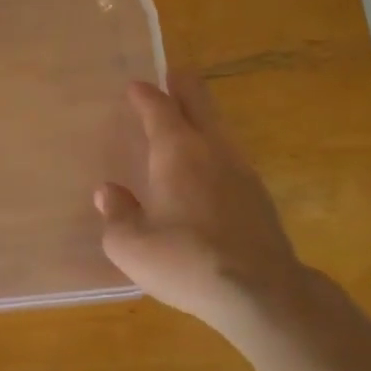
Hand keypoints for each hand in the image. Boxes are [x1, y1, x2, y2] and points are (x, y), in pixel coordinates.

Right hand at [95, 71, 317, 338]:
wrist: (261, 294)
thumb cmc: (186, 261)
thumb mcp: (131, 246)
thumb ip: (117, 214)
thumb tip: (109, 193)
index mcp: (177, 151)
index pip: (159, 107)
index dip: (145, 94)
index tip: (135, 87)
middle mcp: (212, 150)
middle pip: (200, 103)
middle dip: (184, 86)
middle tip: (172, 75)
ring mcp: (242, 171)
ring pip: (220, 129)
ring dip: (202, 118)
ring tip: (187, 121)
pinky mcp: (259, 197)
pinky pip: (230, 157)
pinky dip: (214, 150)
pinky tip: (208, 170)